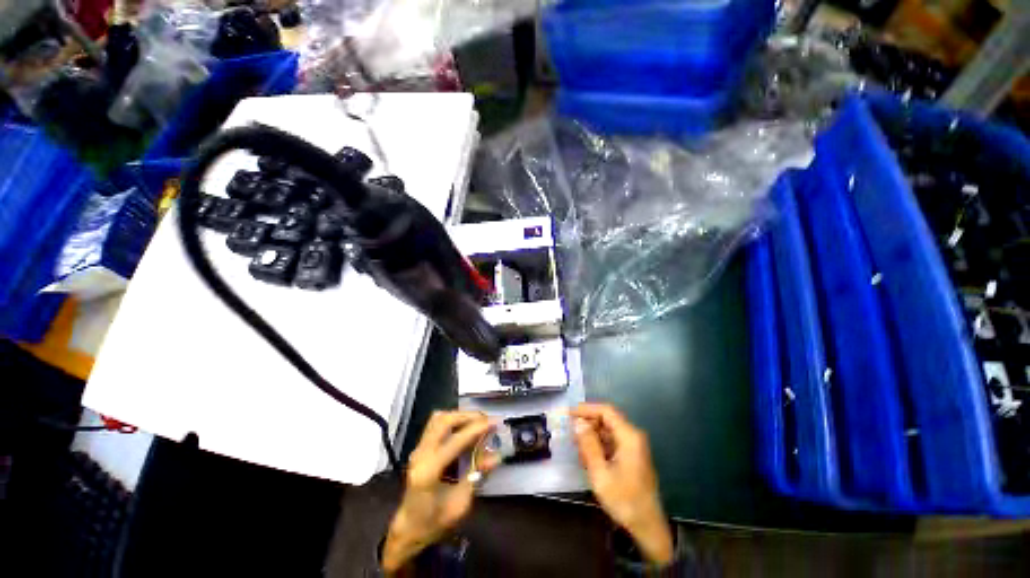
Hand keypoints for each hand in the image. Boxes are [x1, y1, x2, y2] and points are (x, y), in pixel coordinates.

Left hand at [382, 411, 497, 573]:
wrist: (408, 529)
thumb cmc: (434, 522)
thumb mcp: (460, 504)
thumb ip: (476, 476)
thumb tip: (496, 456)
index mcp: (429, 471)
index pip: (456, 440)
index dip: (477, 429)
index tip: (495, 423)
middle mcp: (421, 454)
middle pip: (444, 421)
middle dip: (468, 416)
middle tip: (486, 420)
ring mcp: (418, 449)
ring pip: (439, 418)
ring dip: (460, 416)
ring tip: (478, 422)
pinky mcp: (420, 447)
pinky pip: (436, 424)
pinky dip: (453, 421)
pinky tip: (465, 428)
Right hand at [572, 403, 673, 565]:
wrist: (647, 527)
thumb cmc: (624, 500)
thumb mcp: (600, 473)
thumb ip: (588, 445)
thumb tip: (578, 422)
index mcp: (629, 437)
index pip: (606, 411)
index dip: (587, 409)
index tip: (569, 413)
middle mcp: (633, 437)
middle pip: (607, 419)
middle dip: (588, 424)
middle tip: (571, 434)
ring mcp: (634, 447)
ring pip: (608, 431)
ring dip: (592, 437)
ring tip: (578, 450)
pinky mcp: (632, 456)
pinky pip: (612, 442)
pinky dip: (599, 446)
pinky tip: (588, 459)